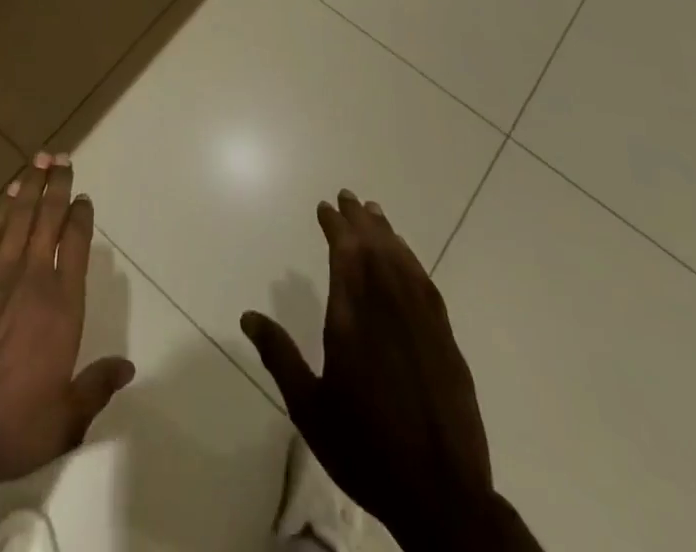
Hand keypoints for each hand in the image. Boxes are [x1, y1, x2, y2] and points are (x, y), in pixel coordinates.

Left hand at [0, 152, 134, 493]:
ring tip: (39, 160)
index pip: (77, 245)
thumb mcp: (66, 420)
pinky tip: (7, 196)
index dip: (81, 217)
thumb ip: (97, 386)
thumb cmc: (12, 427)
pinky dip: (1, 210)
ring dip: (30, 186)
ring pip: (19, 216)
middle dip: (57, 185)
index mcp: (62, 306)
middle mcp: (33, 278)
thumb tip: (127, 367)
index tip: (84, 198)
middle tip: (62, 157)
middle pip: (48, 218)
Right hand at [242, 191, 512, 551]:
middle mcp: (389, 310)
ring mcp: (423, 324)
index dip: (335, 226)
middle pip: (375, 249)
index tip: (325, 207)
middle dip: (360, 220)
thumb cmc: (366, 450)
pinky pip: (427, 287)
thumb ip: (280, 356)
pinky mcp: (447, 343)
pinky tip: (407, 259)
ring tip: (375, 214)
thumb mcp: (310, 409)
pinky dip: (413, 263)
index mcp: (353, 320)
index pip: (345, 255)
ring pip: (403, 263)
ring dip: (387, 234)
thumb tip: (248, 315)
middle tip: (348, 196)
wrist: (442, 498)